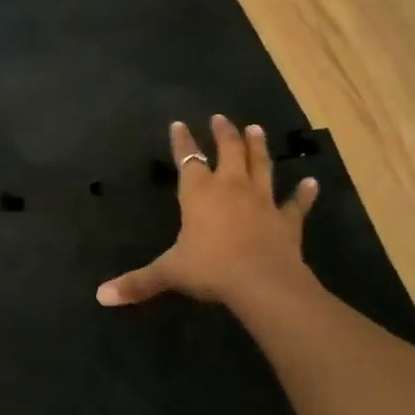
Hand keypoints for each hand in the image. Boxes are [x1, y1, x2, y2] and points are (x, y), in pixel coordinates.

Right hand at [97, 116, 318, 309]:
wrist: (261, 282)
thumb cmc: (210, 269)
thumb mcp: (169, 273)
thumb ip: (137, 282)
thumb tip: (102, 296)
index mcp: (199, 193)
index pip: (188, 159)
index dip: (182, 141)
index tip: (179, 124)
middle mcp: (231, 187)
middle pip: (228, 151)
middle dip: (224, 133)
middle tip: (221, 118)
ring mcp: (262, 201)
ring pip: (261, 166)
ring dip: (259, 147)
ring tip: (256, 129)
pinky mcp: (287, 220)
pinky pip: (296, 203)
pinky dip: (304, 193)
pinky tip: (312, 182)